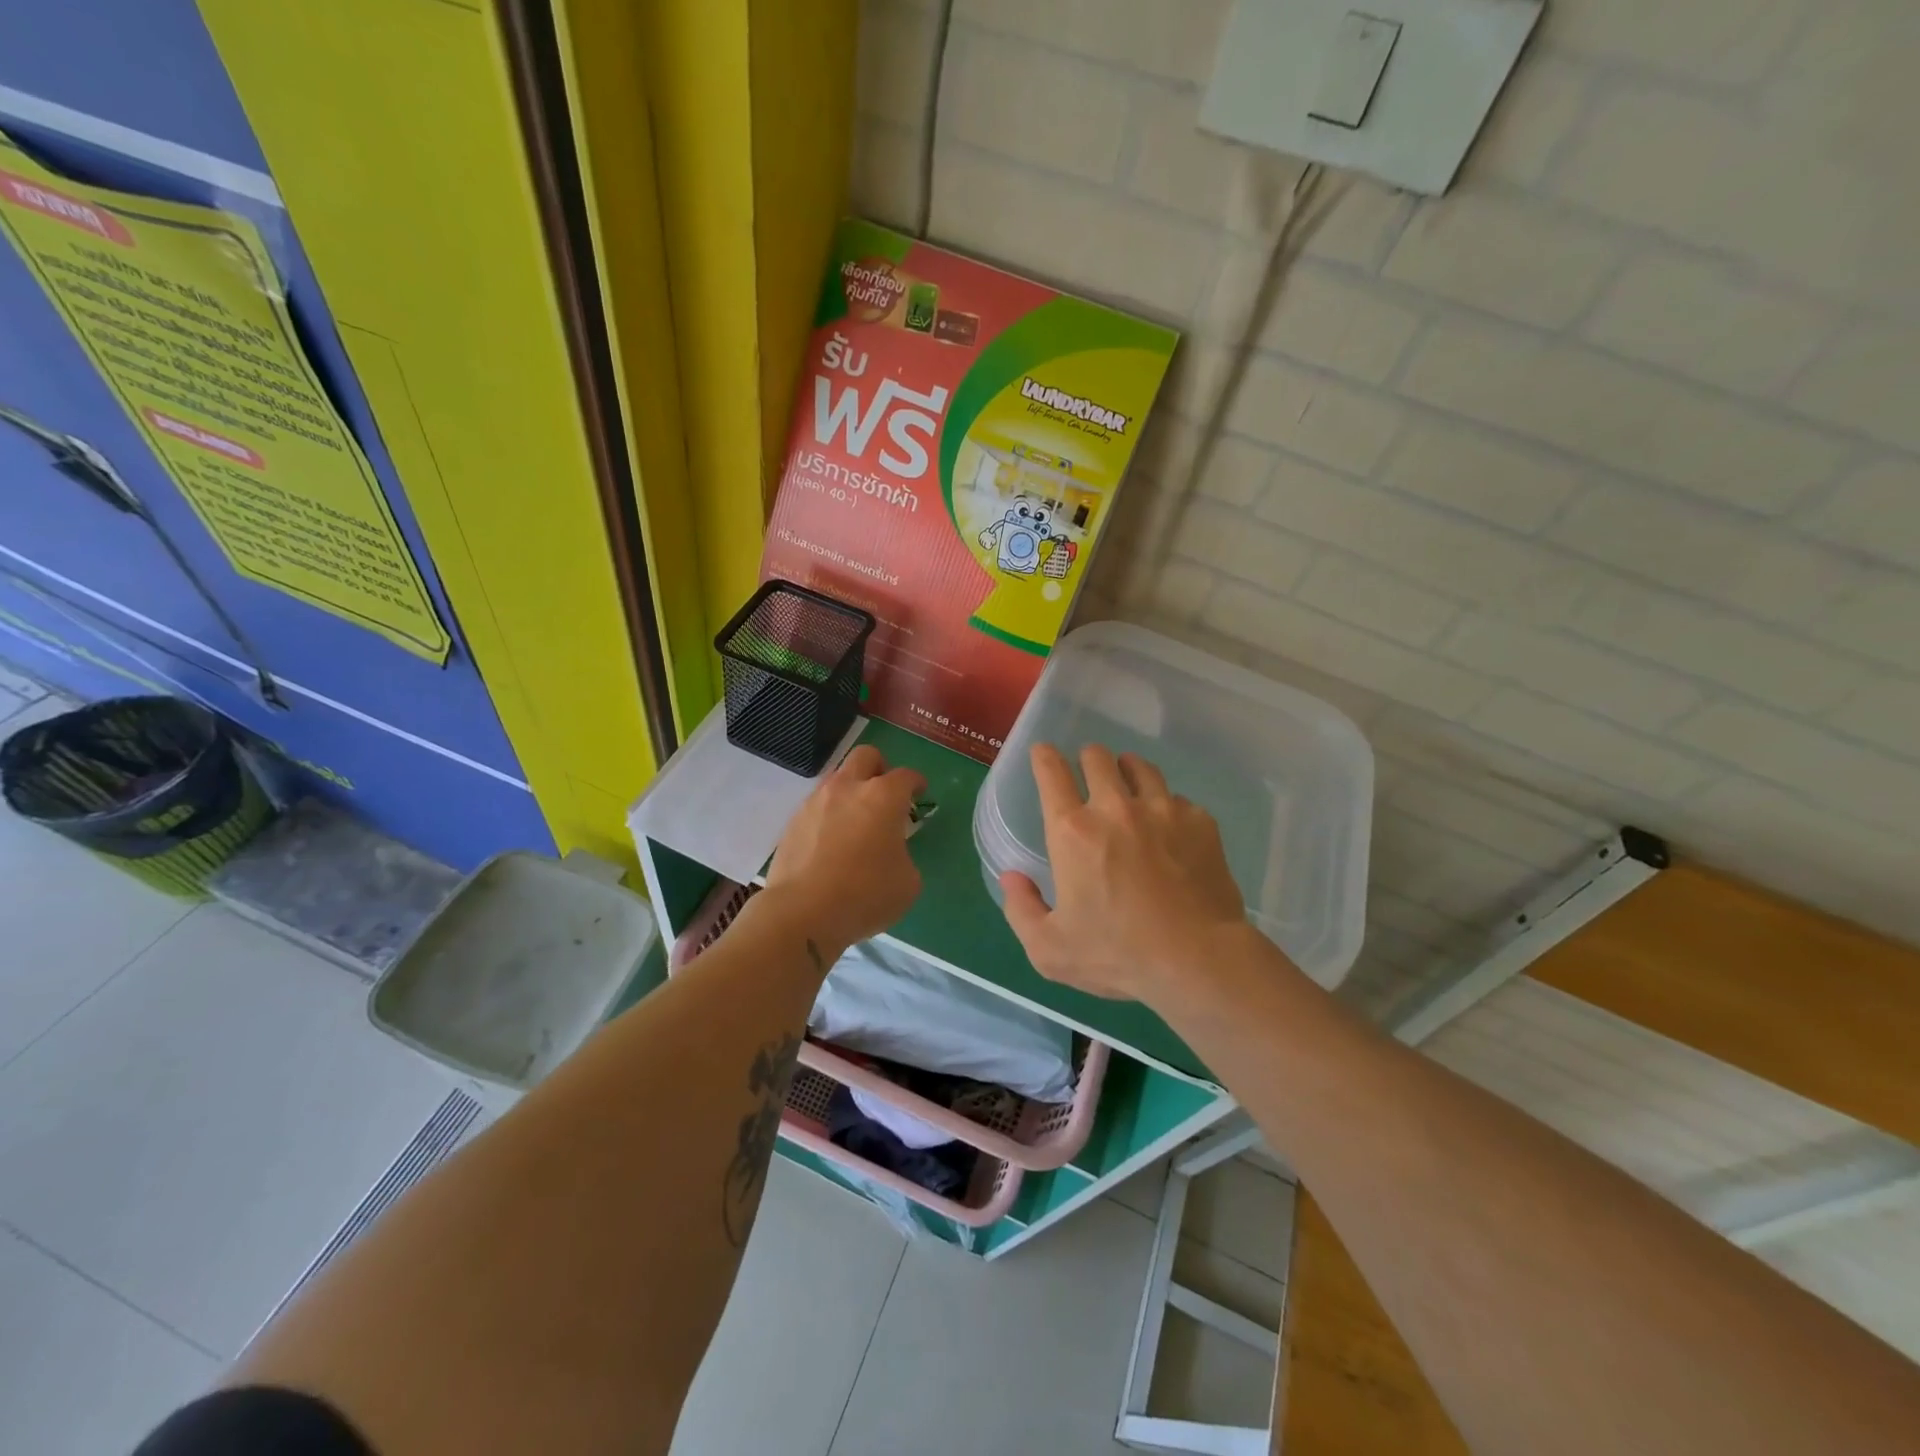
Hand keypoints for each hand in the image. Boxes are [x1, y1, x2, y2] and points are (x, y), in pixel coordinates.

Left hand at [765, 744, 925, 955]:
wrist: (802, 912)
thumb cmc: (865, 895)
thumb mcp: (907, 883)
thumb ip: (904, 856)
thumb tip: (891, 853)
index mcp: (883, 797)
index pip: (906, 776)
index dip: (916, 782)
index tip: (919, 793)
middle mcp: (848, 788)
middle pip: (866, 756)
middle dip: (880, 768)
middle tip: (885, 794)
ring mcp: (815, 802)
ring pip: (837, 778)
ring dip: (850, 791)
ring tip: (856, 821)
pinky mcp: (792, 822)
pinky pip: (816, 806)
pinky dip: (828, 815)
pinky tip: (831, 843)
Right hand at [1000, 743, 1245, 1002]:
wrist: (1198, 960)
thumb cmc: (1117, 955)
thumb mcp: (1050, 949)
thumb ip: (1021, 909)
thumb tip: (1012, 877)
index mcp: (1073, 832)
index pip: (1051, 774)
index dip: (1044, 757)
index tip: (1044, 753)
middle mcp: (1115, 808)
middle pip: (1098, 758)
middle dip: (1087, 759)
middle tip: (1088, 773)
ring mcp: (1162, 810)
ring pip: (1140, 767)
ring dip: (1127, 771)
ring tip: (1127, 785)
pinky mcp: (1199, 822)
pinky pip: (1177, 799)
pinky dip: (1167, 806)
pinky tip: (1169, 828)